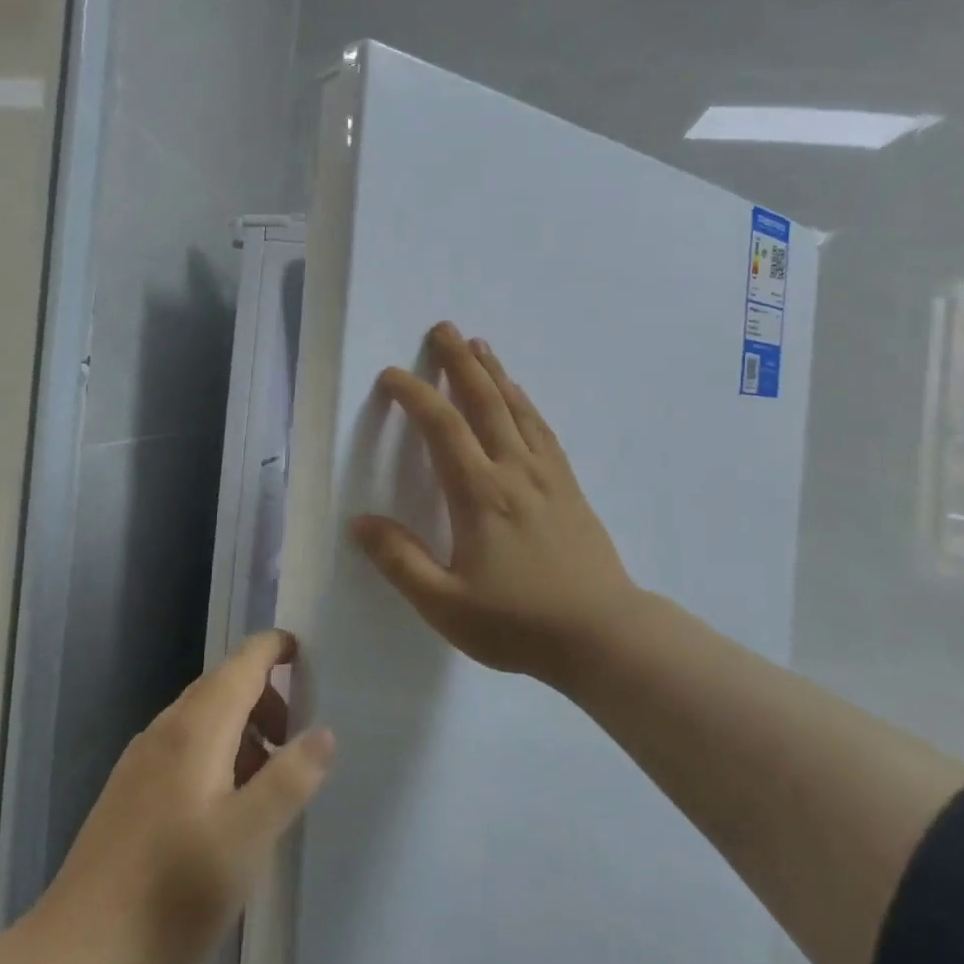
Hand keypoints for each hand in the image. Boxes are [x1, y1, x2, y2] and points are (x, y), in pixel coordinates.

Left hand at [34, 630, 333, 963]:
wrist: (82, 951)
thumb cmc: (175, 886)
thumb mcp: (249, 836)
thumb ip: (291, 778)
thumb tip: (323, 732)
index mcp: (198, 726)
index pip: (243, 661)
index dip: (275, 648)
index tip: (306, 656)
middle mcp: (167, 728)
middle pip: (224, 685)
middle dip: (266, 698)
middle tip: (296, 739)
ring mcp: (141, 758)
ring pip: (203, 718)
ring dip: (243, 730)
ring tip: (266, 782)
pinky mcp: (129, 789)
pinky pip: (184, 745)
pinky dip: (217, 752)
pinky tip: (223, 808)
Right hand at [350, 322, 639, 682]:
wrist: (603, 635)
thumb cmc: (519, 623)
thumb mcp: (445, 605)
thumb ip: (400, 561)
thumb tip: (360, 522)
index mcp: (480, 495)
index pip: (443, 428)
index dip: (415, 396)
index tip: (392, 375)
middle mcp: (515, 471)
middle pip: (485, 402)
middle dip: (460, 362)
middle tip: (444, 328)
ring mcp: (548, 476)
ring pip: (517, 409)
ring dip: (495, 374)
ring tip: (480, 345)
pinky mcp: (569, 487)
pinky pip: (543, 430)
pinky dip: (526, 404)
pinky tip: (521, 398)